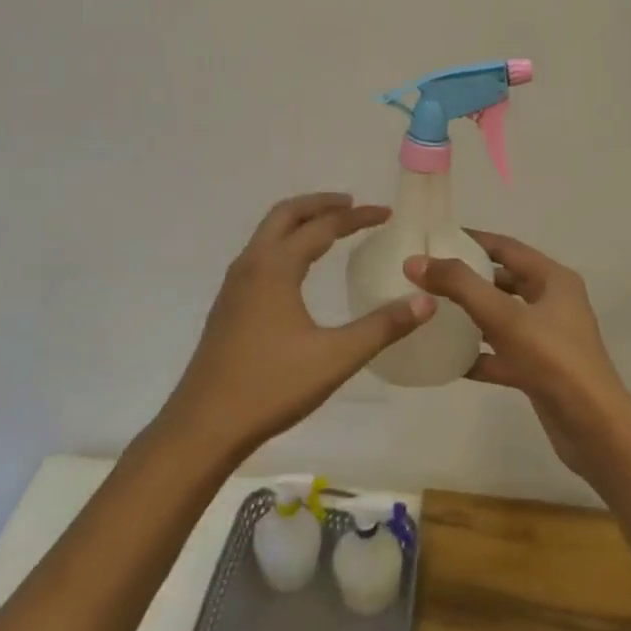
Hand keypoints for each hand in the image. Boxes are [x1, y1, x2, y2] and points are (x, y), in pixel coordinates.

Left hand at [159, 193, 433, 461]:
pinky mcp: (228, 305)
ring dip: (299, 222)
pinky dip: (284, 244)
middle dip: (320, 204)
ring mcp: (234, 285)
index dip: (357, 217)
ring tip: (328, 229)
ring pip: (267, 234)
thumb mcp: (335, 357)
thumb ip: (382, 327)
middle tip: (352, 206)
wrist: (204, 426)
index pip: (322, 226)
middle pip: (286, 215)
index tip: (386, 213)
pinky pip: (259, 255)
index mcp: (275, 267)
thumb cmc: (271, 386)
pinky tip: (298, 271)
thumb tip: (426, 301)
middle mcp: (251, 265)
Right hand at [405, 231, 630, 478]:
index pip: (506, 247)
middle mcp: (553, 303)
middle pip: (503, 280)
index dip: (471, 239)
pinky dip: (478, 354)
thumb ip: (459, 285)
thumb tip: (415, 261)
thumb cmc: (553, 360)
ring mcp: (547, 338)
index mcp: (553, 279)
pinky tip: (448, 360)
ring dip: (469, 315)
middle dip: (467, 277)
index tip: (435, 237)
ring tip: (431, 311)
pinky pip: (501, 353)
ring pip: (501, 318)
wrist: (594, 430)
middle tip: (427, 275)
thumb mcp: (503, 316)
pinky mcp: (538, 370)